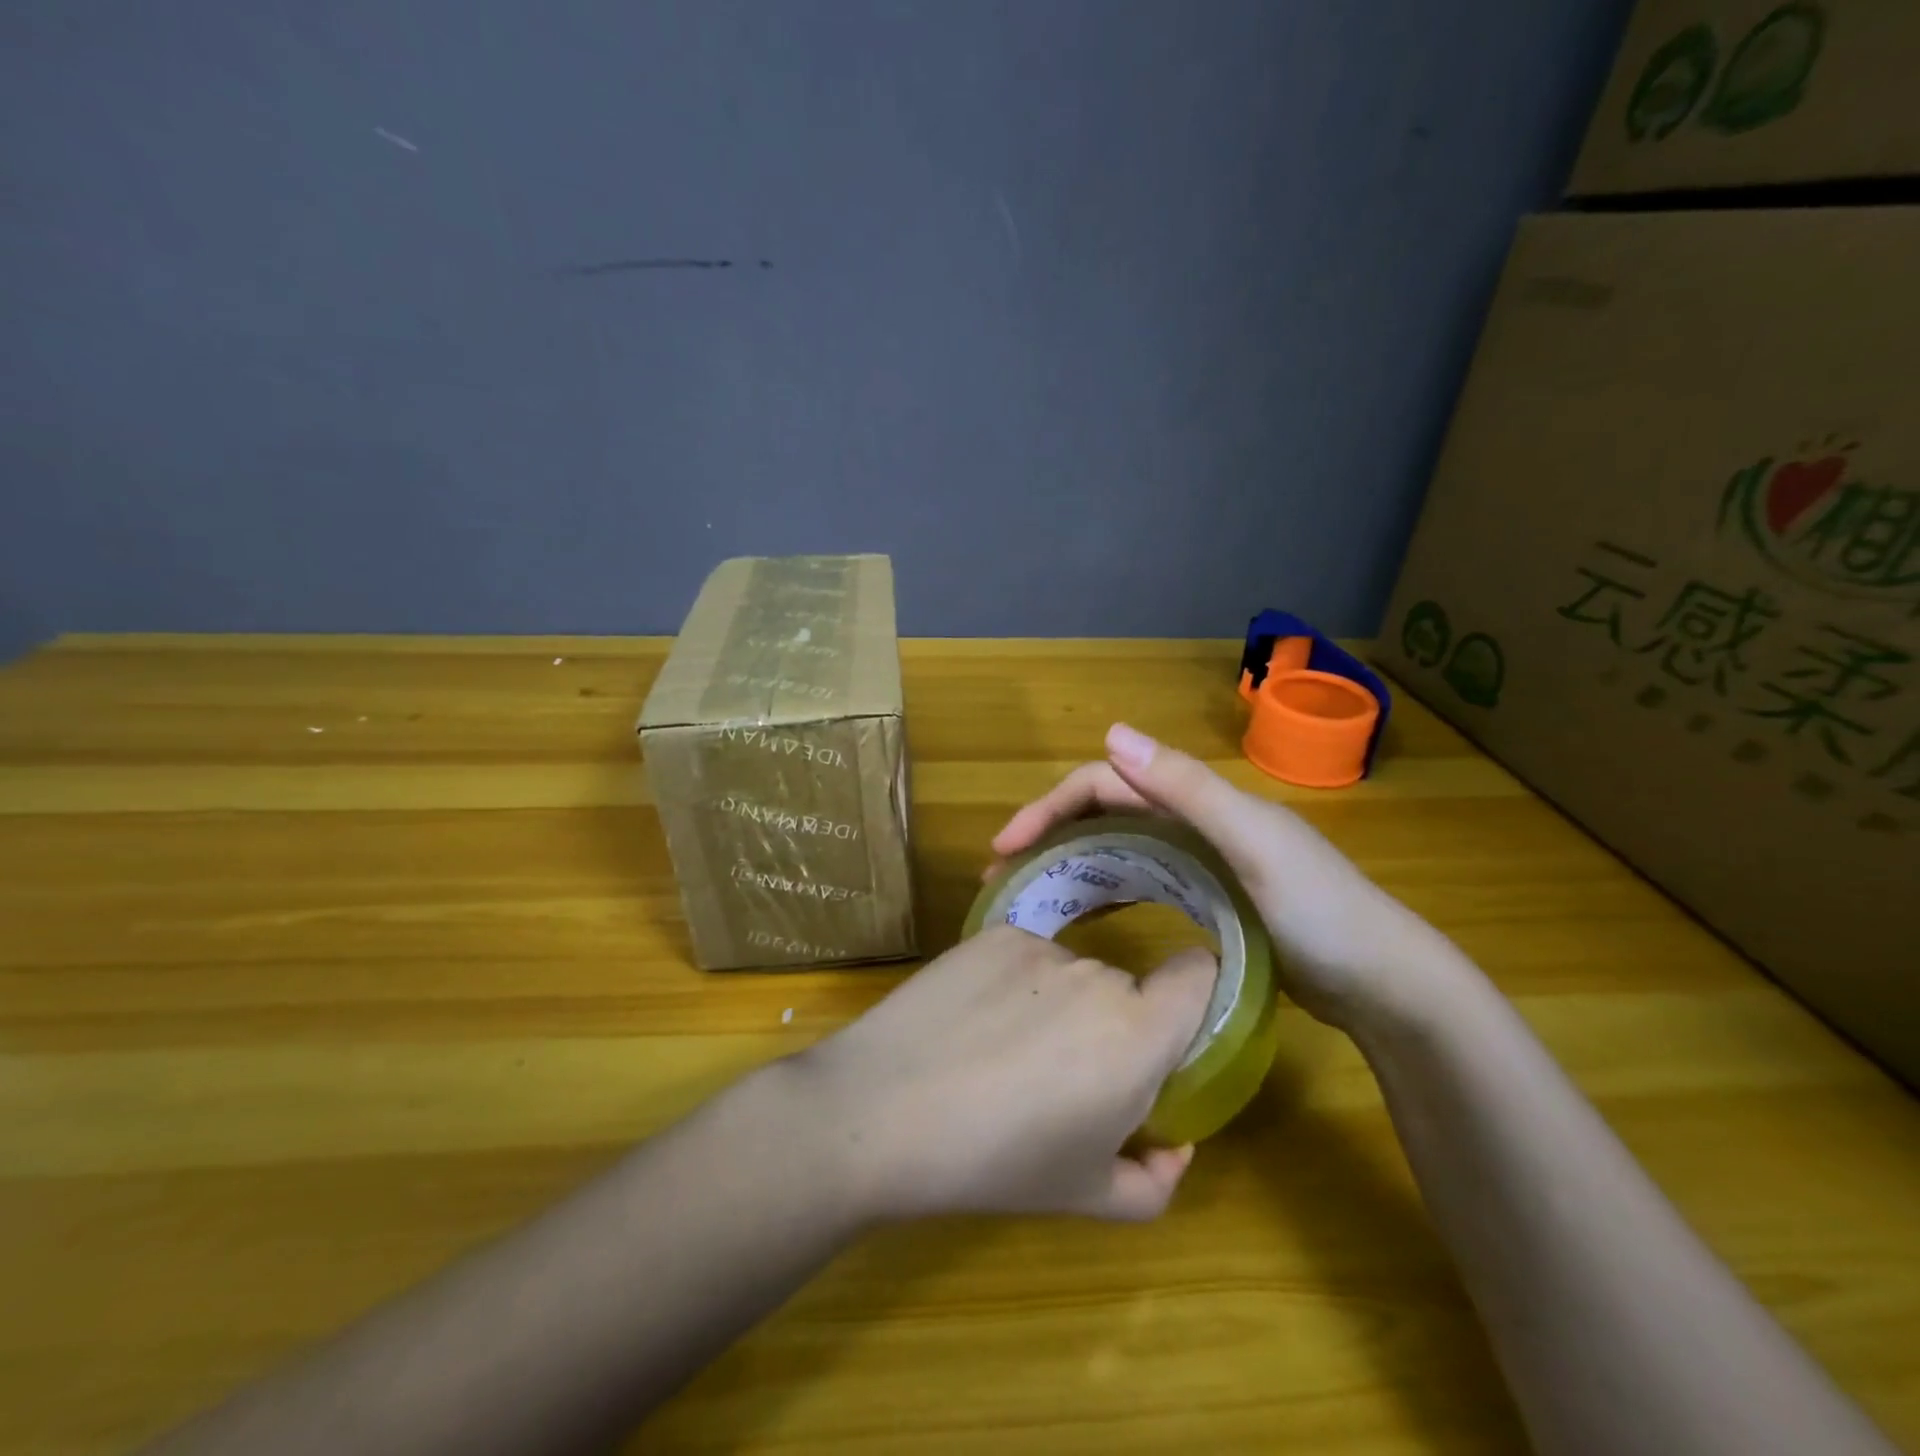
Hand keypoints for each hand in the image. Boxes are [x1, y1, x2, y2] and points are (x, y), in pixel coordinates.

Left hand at [792, 925, 1215, 1223]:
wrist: (881, 1111)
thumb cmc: (996, 1162)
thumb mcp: (1087, 1196)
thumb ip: (1155, 1180)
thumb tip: (1175, 1147)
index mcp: (1138, 1033)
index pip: (1199, 972)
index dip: (1194, 993)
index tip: (1168, 1031)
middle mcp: (1097, 973)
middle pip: (1126, 986)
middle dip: (1110, 1025)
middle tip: (1060, 1076)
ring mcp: (1039, 946)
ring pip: (1071, 971)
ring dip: (1058, 1004)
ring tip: (1001, 1053)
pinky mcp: (990, 934)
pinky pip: (1024, 956)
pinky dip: (1013, 983)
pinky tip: (971, 1022)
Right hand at [990, 724, 1452, 1031]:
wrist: (1385, 988)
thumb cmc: (1322, 914)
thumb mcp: (1254, 845)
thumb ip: (1187, 788)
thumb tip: (1111, 731)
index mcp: (1199, 800)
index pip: (1105, 784)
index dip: (1050, 806)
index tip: (1005, 848)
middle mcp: (1193, 820)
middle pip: (1103, 813)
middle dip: (1048, 834)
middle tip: (1000, 876)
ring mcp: (1200, 861)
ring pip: (1116, 847)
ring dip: (1068, 862)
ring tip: (1024, 896)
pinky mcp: (1207, 899)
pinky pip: (1139, 883)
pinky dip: (1103, 891)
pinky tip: (1080, 918)